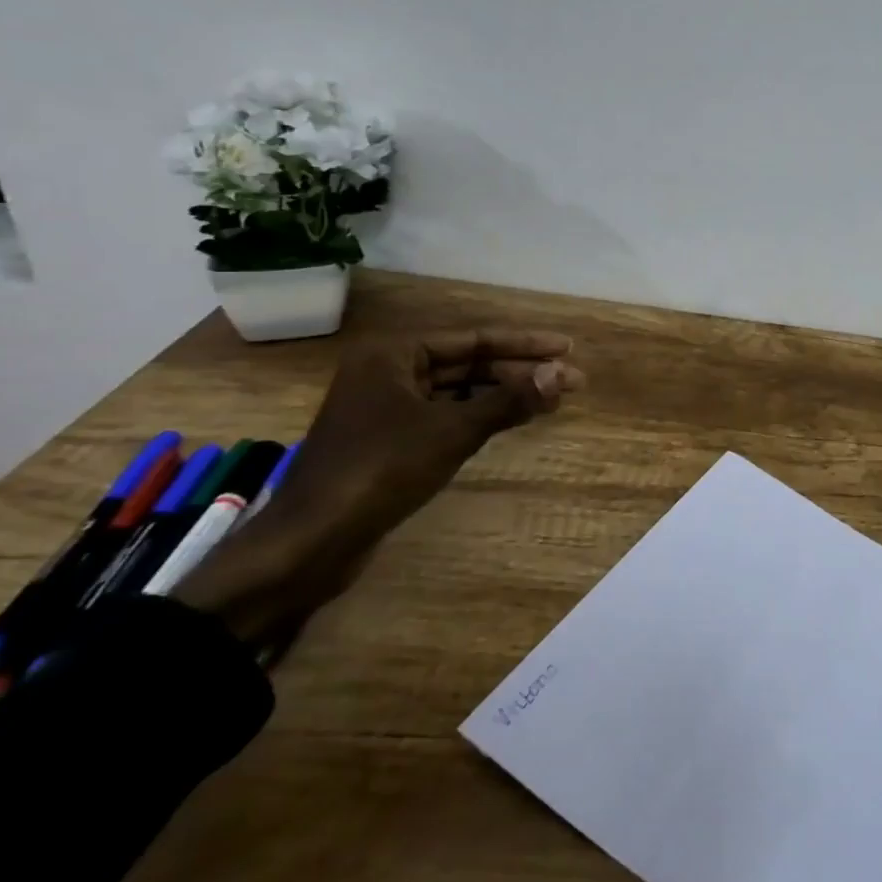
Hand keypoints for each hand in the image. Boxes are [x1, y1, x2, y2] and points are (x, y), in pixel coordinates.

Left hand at [173, 329, 585, 644]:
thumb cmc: (380, 470)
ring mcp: (388, 407)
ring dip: (506, 395)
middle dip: (521, 372)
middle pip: (470, 364)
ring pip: (460, 391)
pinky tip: (515, 420)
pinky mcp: (391, 440)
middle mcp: (389, 372)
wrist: (310, 542)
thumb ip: (509, 399)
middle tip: (571, 381)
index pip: (475, 339)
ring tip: (553, 400)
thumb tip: (562, 374)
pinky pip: (447, 415)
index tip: (568, 347)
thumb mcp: (453, 430)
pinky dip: (482, 416)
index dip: (526, 344)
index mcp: (394, 354)